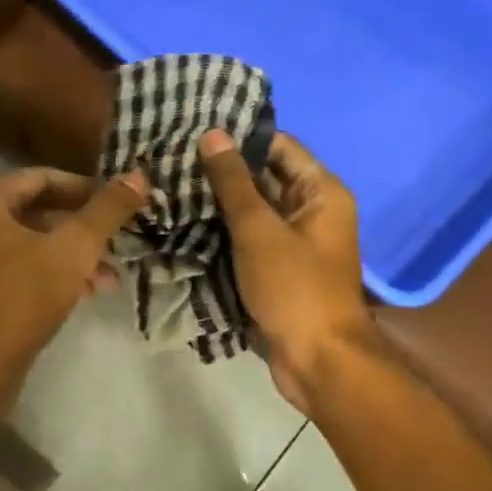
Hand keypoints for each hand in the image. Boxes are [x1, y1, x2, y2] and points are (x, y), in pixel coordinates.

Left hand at [0, 166, 146, 409]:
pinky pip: (20, 269)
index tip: (123, 204)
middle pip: (39, 211)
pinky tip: (87, 294)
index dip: (88, 188)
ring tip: (113, 279)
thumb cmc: (19, 300)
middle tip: (123, 243)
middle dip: (85, 229)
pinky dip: (53, 275)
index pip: (44, 178)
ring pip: (32, 244)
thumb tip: (138, 174)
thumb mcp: (73, 250)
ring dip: (74, 257)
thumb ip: (107, 210)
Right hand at [198, 130, 375, 411]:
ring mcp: (294, 243)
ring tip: (170, 186)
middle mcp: (312, 211)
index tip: (194, 129)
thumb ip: (233, 182)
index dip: (240, 137)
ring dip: (218, 204)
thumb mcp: (259, 230)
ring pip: (252, 212)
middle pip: (265, 178)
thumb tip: (212, 134)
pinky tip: (184, 224)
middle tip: (172, 159)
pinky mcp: (278, 270)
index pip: (279, 146)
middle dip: (222, 172)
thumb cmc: (294, 288)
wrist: (318, 361)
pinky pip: (248, 241)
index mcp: (321, 192)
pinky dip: (223, 234)